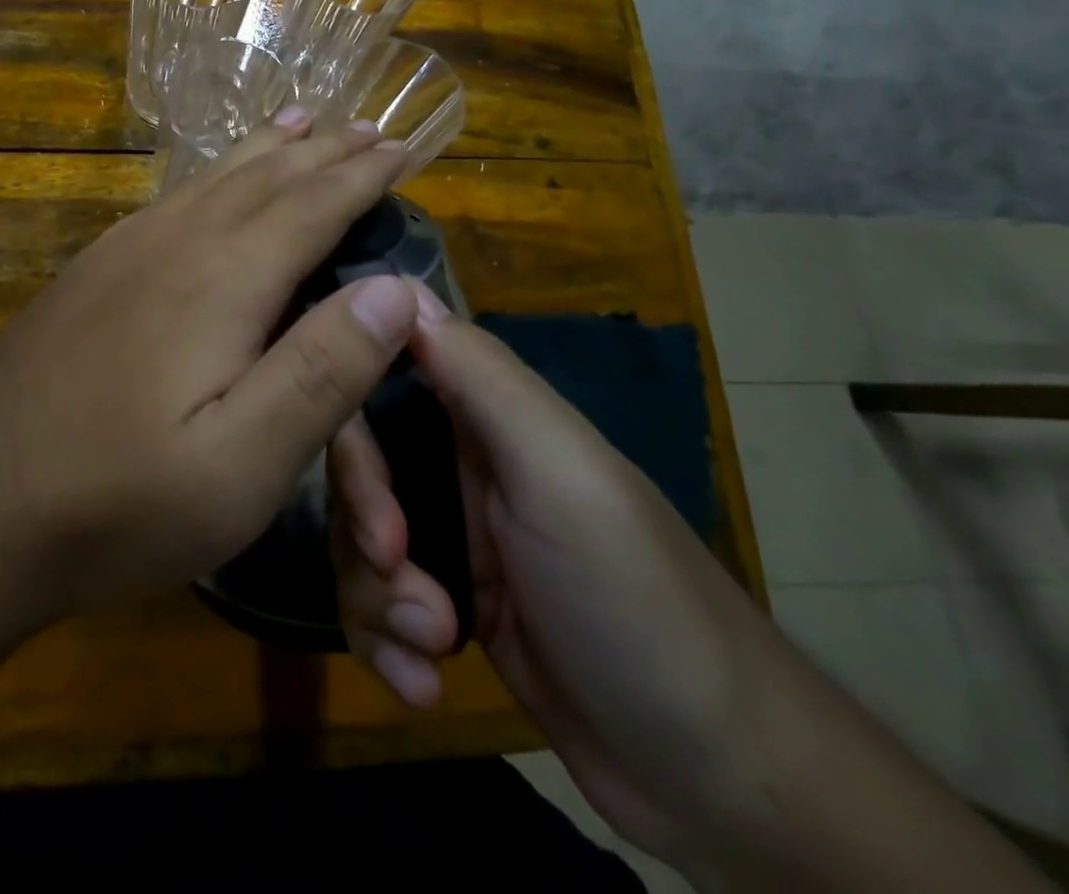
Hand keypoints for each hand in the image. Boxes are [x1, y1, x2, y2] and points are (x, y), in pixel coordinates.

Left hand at [0, 113, 417, 623]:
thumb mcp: (241, 465)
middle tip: (369, 125)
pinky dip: (213, 176)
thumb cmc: (117, 501)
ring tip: (300, 121)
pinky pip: (172, 200)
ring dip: (267, 151)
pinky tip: (212, 183)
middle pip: (265, 179)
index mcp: (221, 280)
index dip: (363, 175)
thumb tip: (394, 287)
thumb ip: (322, 371)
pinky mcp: (92, 275)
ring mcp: (123, 254)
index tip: (403, 145)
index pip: (311, 206)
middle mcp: (174, 244)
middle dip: (324, 151)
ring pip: (213, 180)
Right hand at [328, 290, 799, 871]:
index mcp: (485, 417)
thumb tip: (401, 290)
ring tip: (431, 644)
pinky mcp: (446, 608)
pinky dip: (387, 644)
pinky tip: (422, 682)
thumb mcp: (560, 474)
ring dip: (378, 599)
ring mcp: (452, 540)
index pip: (382, 381)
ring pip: (359, 541)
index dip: (352, 423)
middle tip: (399, 572)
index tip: (367, 490)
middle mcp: (460, 468)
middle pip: (359, 468)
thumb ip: (483, 378)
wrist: (716, 777)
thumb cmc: (632, 599)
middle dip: (366, 527)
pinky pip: (376, 606)